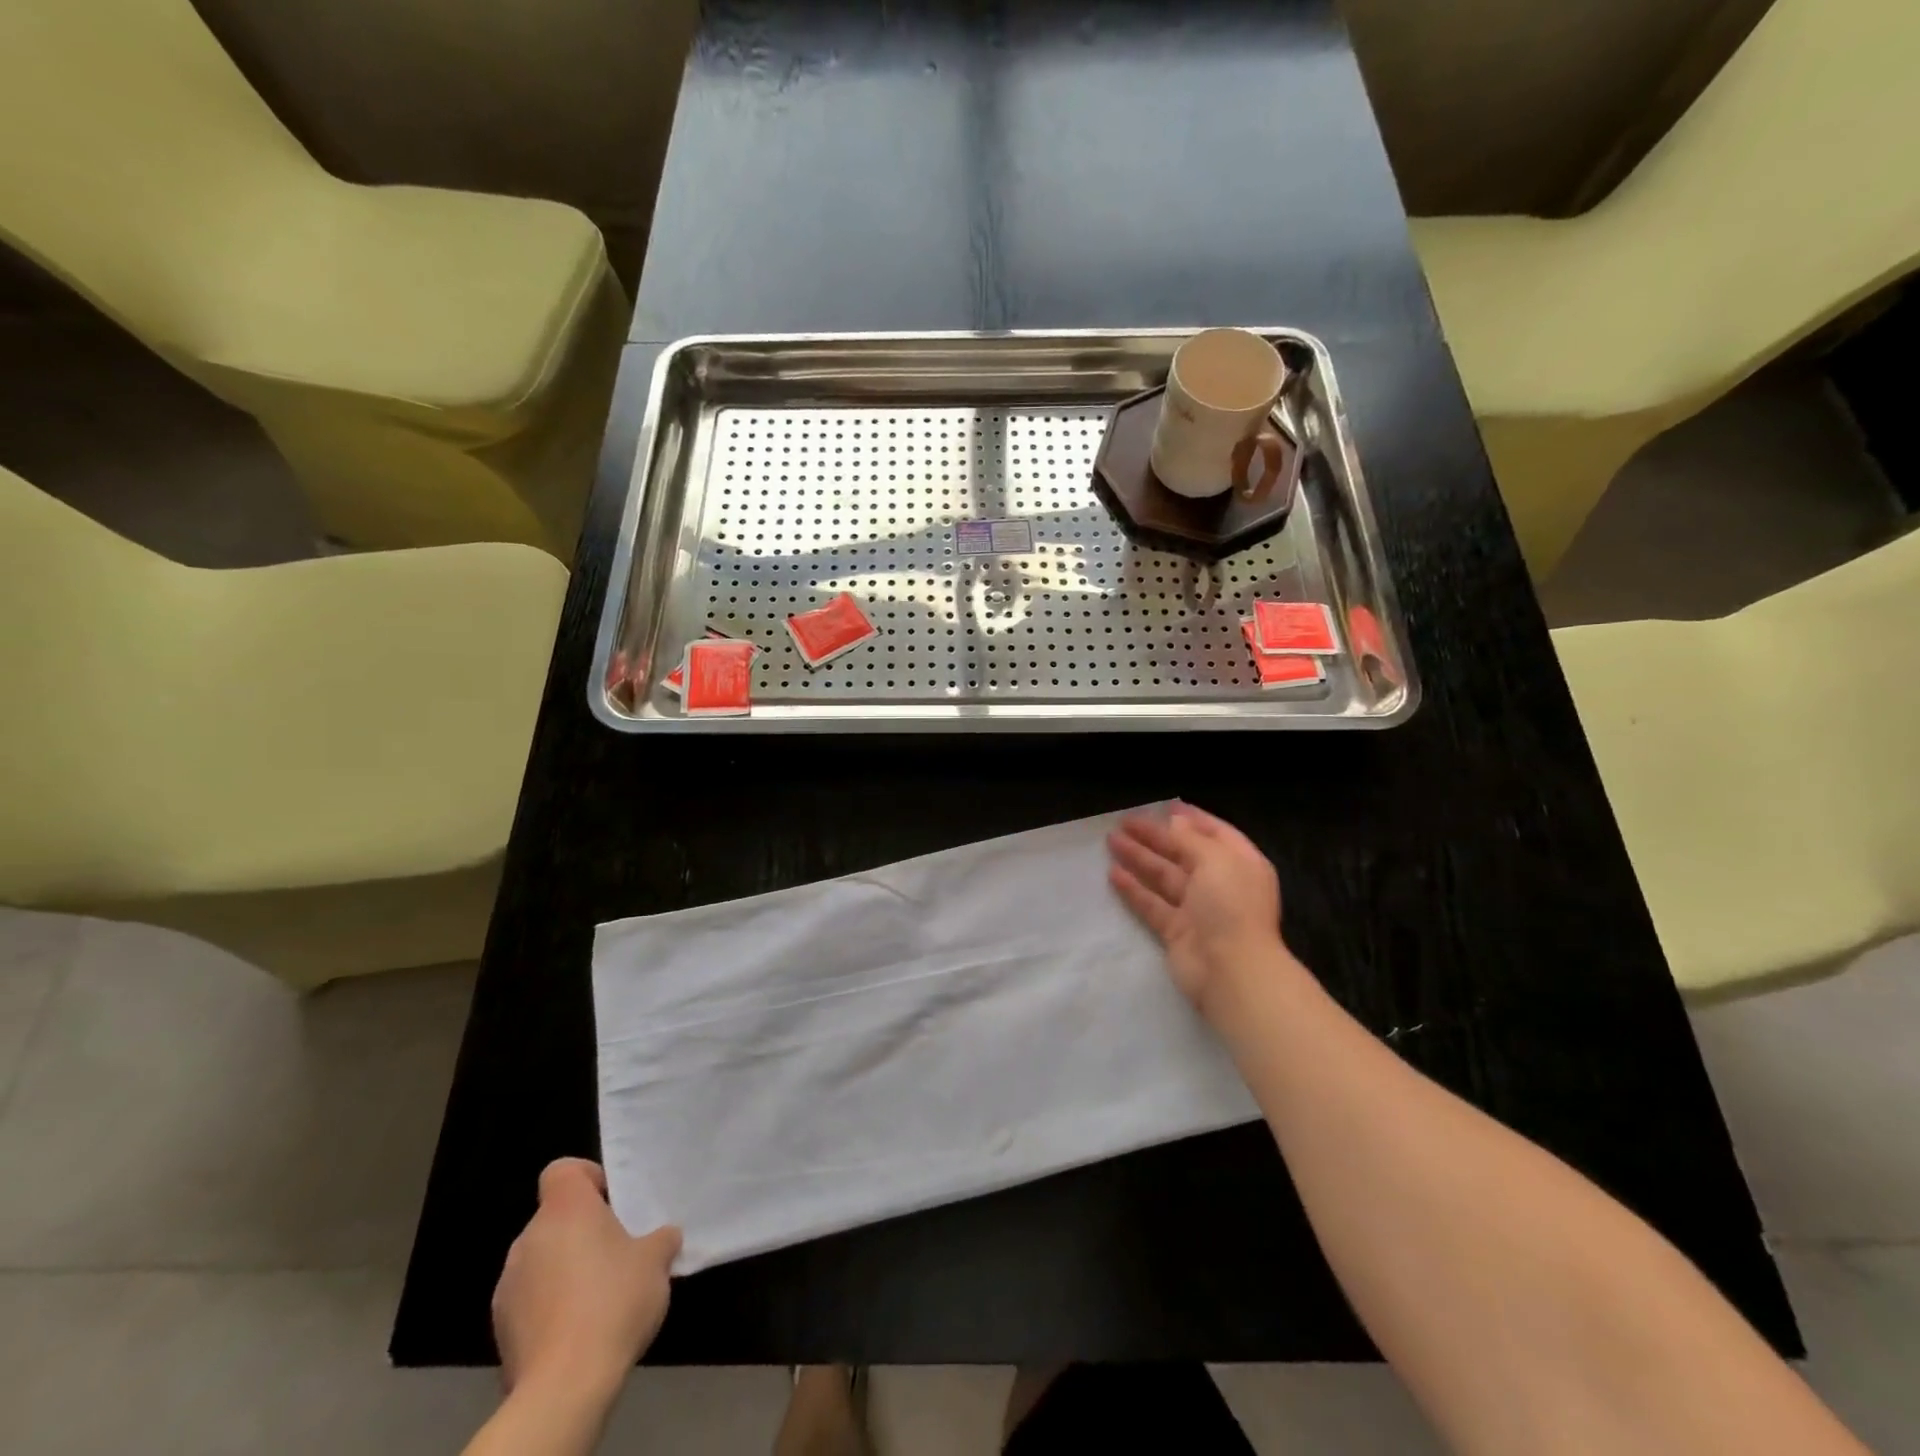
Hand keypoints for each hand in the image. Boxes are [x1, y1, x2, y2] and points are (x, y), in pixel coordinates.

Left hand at [492, 1158, 680, 1405]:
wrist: (564, 1386)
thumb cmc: (613, 1301)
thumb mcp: (656, 1260)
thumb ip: (660, 1238)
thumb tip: (664, 1236)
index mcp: (565, 1210)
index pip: (562, 1170)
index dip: (587, 1178)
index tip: (612, 1201)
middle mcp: (529, 1238)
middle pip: (556, 1218)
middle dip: (583, 1230)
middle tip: (618, 1251)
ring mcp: (509, 1285)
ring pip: (543, 1259)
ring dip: (566, 1268)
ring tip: (600, 1296)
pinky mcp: (501, 1329)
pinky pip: (531, 1300)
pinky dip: (551, 1305)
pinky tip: (579, 1329)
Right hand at [1108, 803, 1288, 1017]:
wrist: (1232, 971)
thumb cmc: (1231, 905)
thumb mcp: (1215, 860)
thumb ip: (1191, 838)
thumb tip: (1176, 820)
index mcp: (1240, 863)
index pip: (1215, 832)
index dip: (1190, 818)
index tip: (1163, 805)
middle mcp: (1221, 884)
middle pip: (1184, 853)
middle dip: (1156, 836)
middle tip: (1124, 822)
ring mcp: (1198, 910)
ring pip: (1165, 877)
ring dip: (1140, 858)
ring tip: (1112, 841)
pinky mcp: (1177, 932)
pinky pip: (1153, 904)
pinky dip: (1134, 889)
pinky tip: (1113, 874)